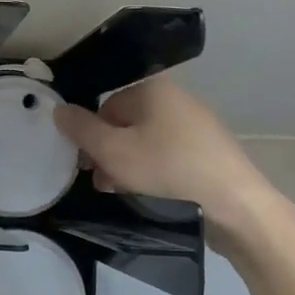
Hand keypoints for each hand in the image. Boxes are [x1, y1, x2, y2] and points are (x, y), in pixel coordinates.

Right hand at [54, 77, 281, 233]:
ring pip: (146, 143)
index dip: (90, 136)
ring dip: (128, 167)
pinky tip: (150, 196)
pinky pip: (169, 157)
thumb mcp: (112, 151)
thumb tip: (59, 109)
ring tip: (123, 193)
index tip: (86, 165)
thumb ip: (81, 130)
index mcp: (153, 89)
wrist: (235, 206)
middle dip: (108, 154)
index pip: (105, 106)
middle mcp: (176, 100)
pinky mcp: (209, 153)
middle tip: (102, 182)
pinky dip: (154, 173)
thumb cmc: (167, 170)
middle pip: (126, 124)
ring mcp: (197, 126)